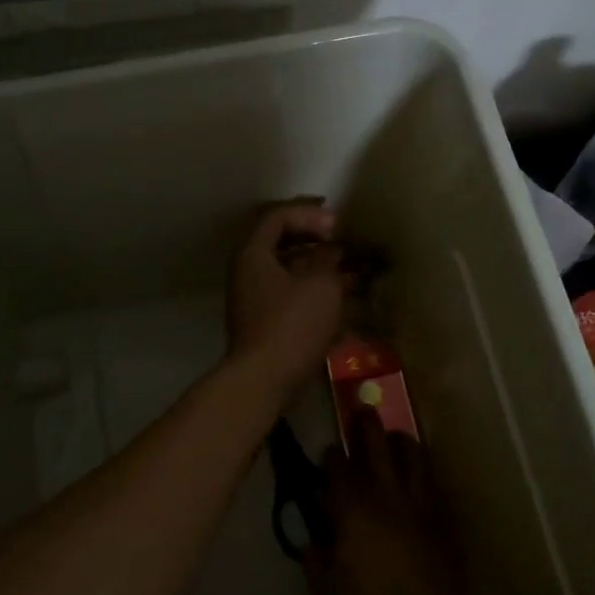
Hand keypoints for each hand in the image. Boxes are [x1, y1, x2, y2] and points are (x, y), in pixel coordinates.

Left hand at [226, 199, 347, 395]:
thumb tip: (333, 250)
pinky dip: (312, 291)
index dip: (309, 214)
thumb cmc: (292, 325)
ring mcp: (253, 298)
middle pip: (279, 242)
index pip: (277, 216)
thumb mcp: (321, 285)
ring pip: (286, 270)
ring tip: (347, 271)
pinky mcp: (263, 321)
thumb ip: (329, 260)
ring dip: (316, 267)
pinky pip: (288, 294)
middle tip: (341, 242)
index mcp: (253, 253)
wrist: (264, 379)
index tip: (337, 226)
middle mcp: (247, 271)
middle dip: (314, 239)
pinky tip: (338, 300)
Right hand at [307, 415, 466, 594]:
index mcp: (351, 505)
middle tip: (362, 410)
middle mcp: (384, 492)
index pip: (337, 467)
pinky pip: (430, 482)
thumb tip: (313, 543)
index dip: (331, 456)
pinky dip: (422, 472)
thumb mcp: (326, 592)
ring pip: (411, 454)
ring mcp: (417, 501)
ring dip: (400, 439)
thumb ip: (315, 561)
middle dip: (366, 425)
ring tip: (394, 436)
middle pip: (376, 444)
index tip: (328, 453)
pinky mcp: (440, 516)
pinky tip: (419, 476)